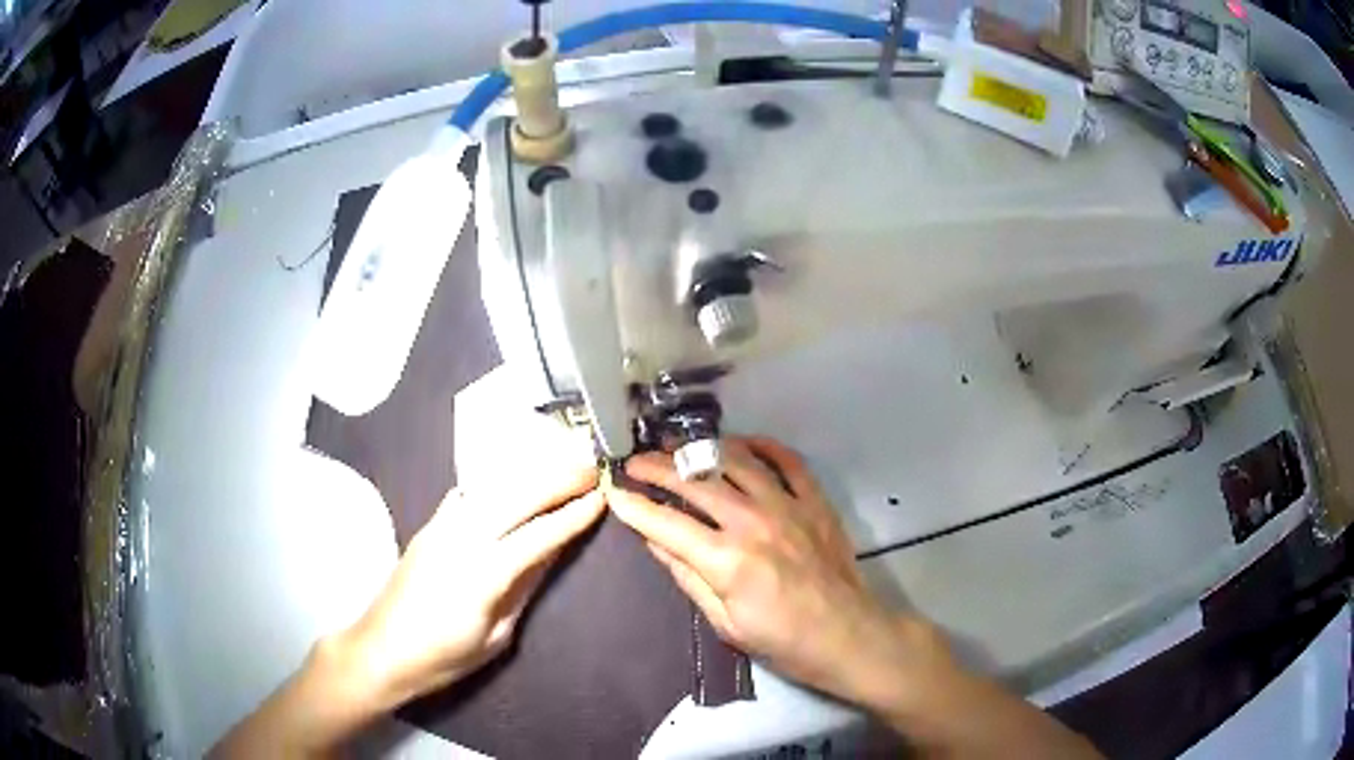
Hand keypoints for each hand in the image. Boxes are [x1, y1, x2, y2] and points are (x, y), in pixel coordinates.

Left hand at [339, 462, 605, 709]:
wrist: (381, 650)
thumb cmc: (444, 658)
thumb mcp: (497, 636)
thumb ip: (524, 588)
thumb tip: (552, 551)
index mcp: (482, 575)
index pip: (538, 535)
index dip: (572, 515)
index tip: (601, 496)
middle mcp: (460, 539)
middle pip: (516, 498)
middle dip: (556, 479)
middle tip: (590, 466)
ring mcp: (440, 528)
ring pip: (491, 487)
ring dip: (529, 472)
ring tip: (560, 463)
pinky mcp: (427, 526)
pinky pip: (467, 493)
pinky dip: (495, 481)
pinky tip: (511, 478)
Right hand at [608, 437, 950, 710]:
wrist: (846, 634)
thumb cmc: (782, 640)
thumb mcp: (725, 622)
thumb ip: (688, 576)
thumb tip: (654, 540)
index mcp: (727, 560)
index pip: (666, 523)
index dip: (634, 505)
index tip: (613, 490)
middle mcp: (753, 522)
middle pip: (695, 482)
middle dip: (657, 467)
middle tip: (635, 462)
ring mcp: (787, 505)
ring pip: (735, 461)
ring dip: (701, 449)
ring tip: (678, 447)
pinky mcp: (814, 501)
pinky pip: (787, 460)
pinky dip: (762, 446)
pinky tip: (741, 443)